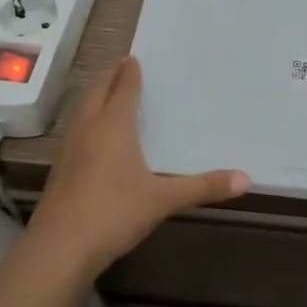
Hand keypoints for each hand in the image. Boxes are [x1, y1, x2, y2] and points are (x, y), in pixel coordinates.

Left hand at [27, 57, 249, 277]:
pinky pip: (75, 130)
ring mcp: (69, 148)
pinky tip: (92, 136)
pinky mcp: (60, 169)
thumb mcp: (163, 200)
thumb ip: (203, 187)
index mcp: (113, 125)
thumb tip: (246, 179)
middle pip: (97, 91)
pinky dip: (86, 119)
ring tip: (106, 93)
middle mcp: (88, 128)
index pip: (122, 88)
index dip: (129, 72)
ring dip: (94, 96)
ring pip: (82, 110)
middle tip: (121, 66)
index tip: (134, 58)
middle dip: (109, 76)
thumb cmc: (114, 212)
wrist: (60, 247)